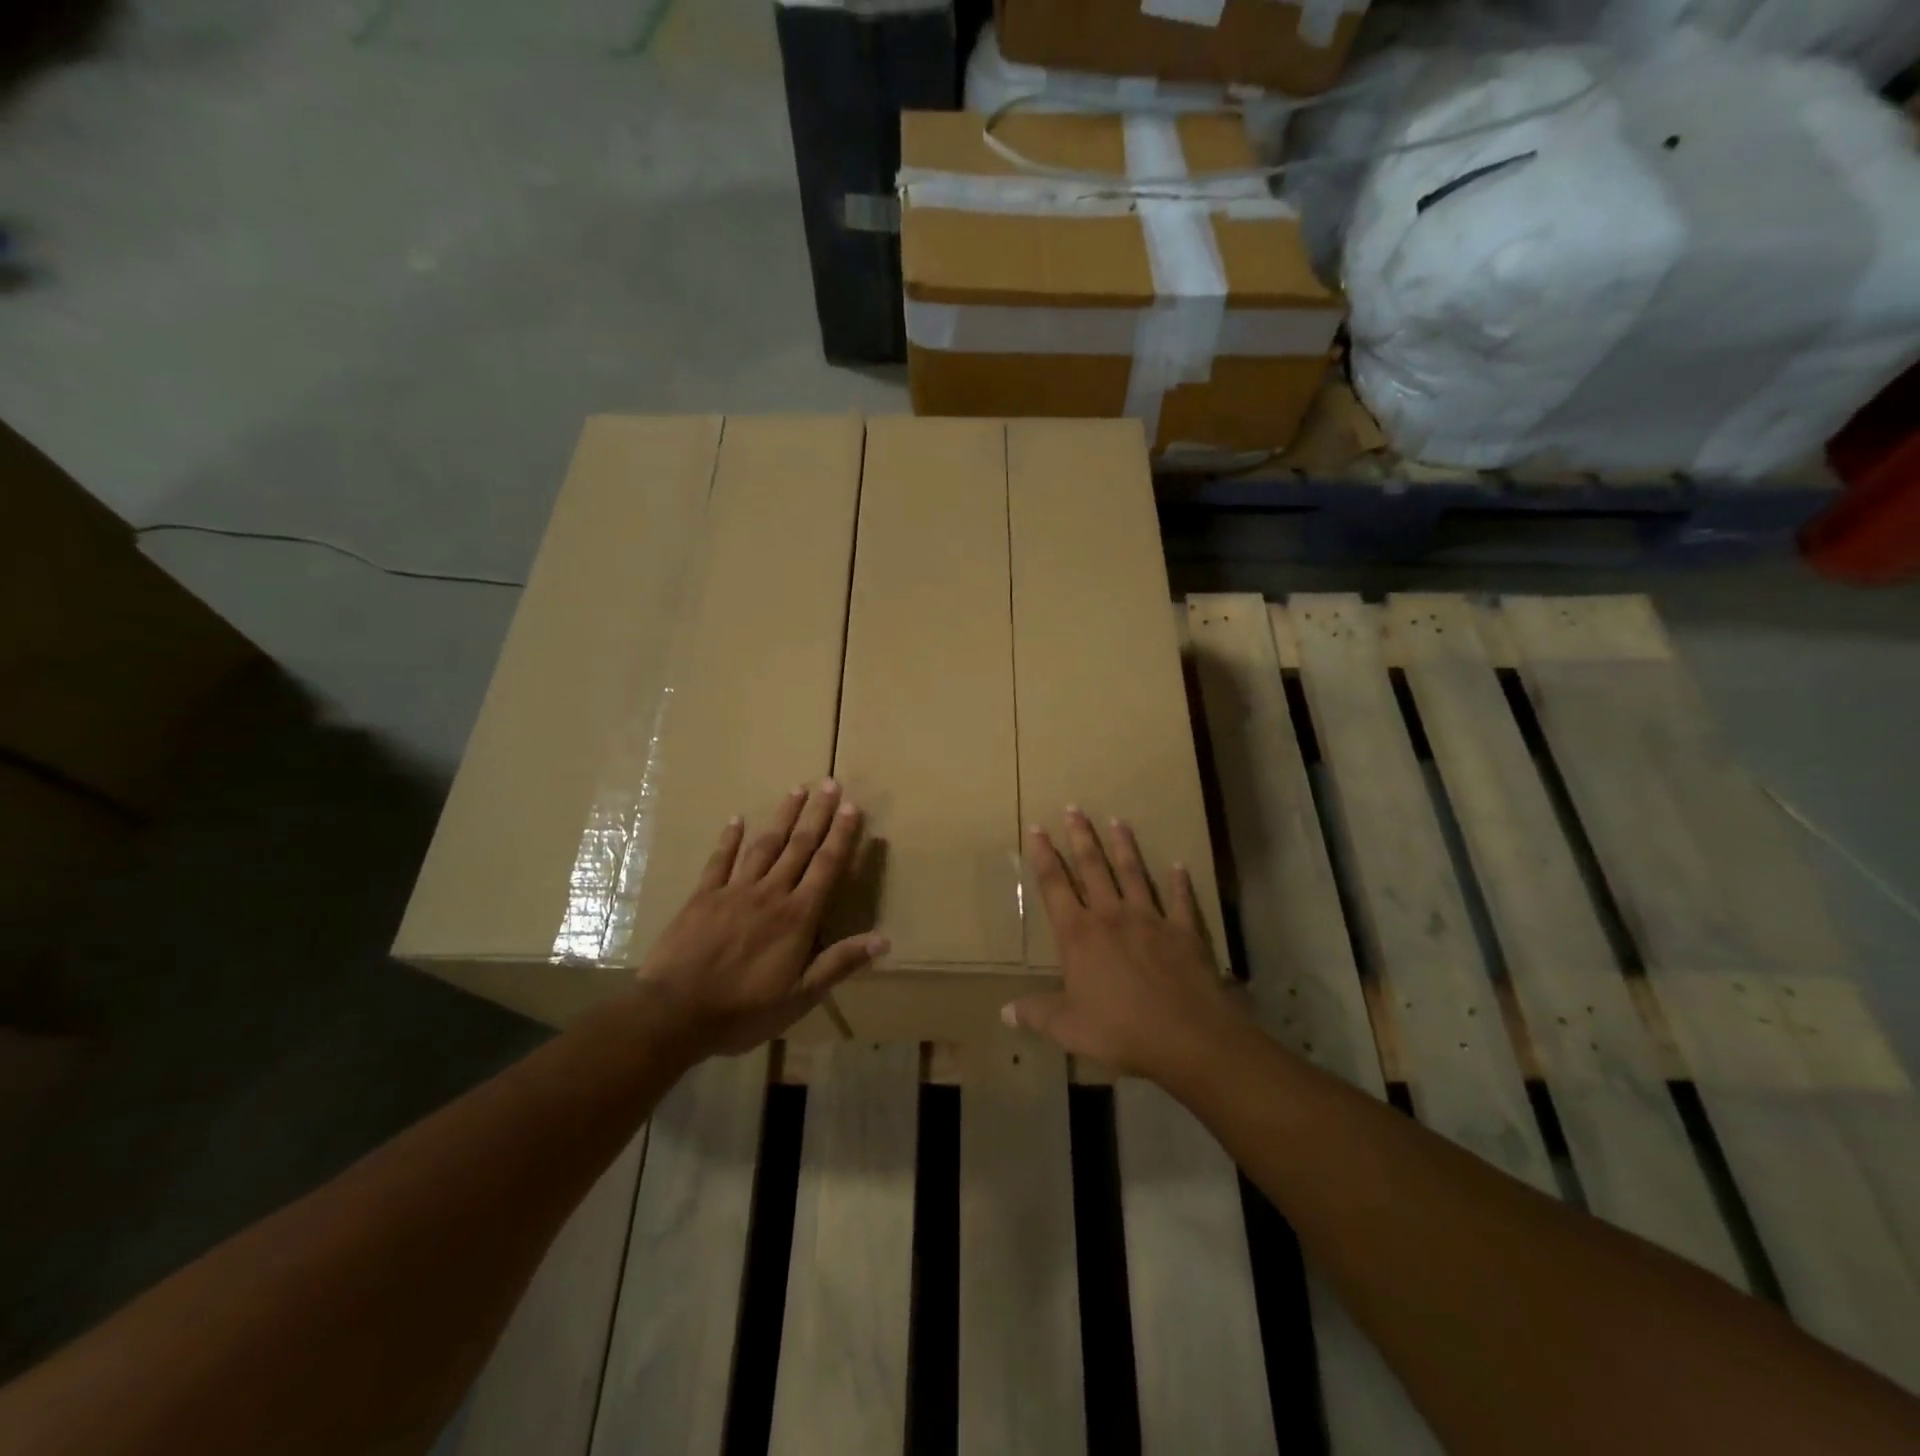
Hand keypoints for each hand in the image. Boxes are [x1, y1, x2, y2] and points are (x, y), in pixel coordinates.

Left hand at [634, 780, 886, 1059]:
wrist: (675, 1013)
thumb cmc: (743, 1010)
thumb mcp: (800, 996)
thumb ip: (839, 963)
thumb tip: (883, 939)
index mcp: (797, 916)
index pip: (826, 867)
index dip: (841, 836)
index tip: (851, 806)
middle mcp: (770, 893)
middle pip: (799, 846)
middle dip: (817, 814)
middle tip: (829, 783)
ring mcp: (734, 891)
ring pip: (764, 845)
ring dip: (782, 817)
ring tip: (796, 790)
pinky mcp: (703, 897)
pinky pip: (719, 861)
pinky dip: (729, 839)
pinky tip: (736, 819)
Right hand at [1004, 807, 1244, 1080]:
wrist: (1187, 1036)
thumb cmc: (1119, 1030)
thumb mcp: (1068, 1028)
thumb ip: (1036, 1013)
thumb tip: (1004, 1012)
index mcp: (1079, 935)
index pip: (1054, 886)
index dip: (1043, 856)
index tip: (1036, 829)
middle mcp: (1111, 917)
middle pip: (1093, 868)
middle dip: (1080, 837)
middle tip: (1073, 807)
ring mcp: (1150, 920)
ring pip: (1133, 874)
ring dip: (1124, 847)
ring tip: (1118, 820)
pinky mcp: (1183, 931)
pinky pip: (1180, 900)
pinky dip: (1179, 883)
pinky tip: (1178, 866)